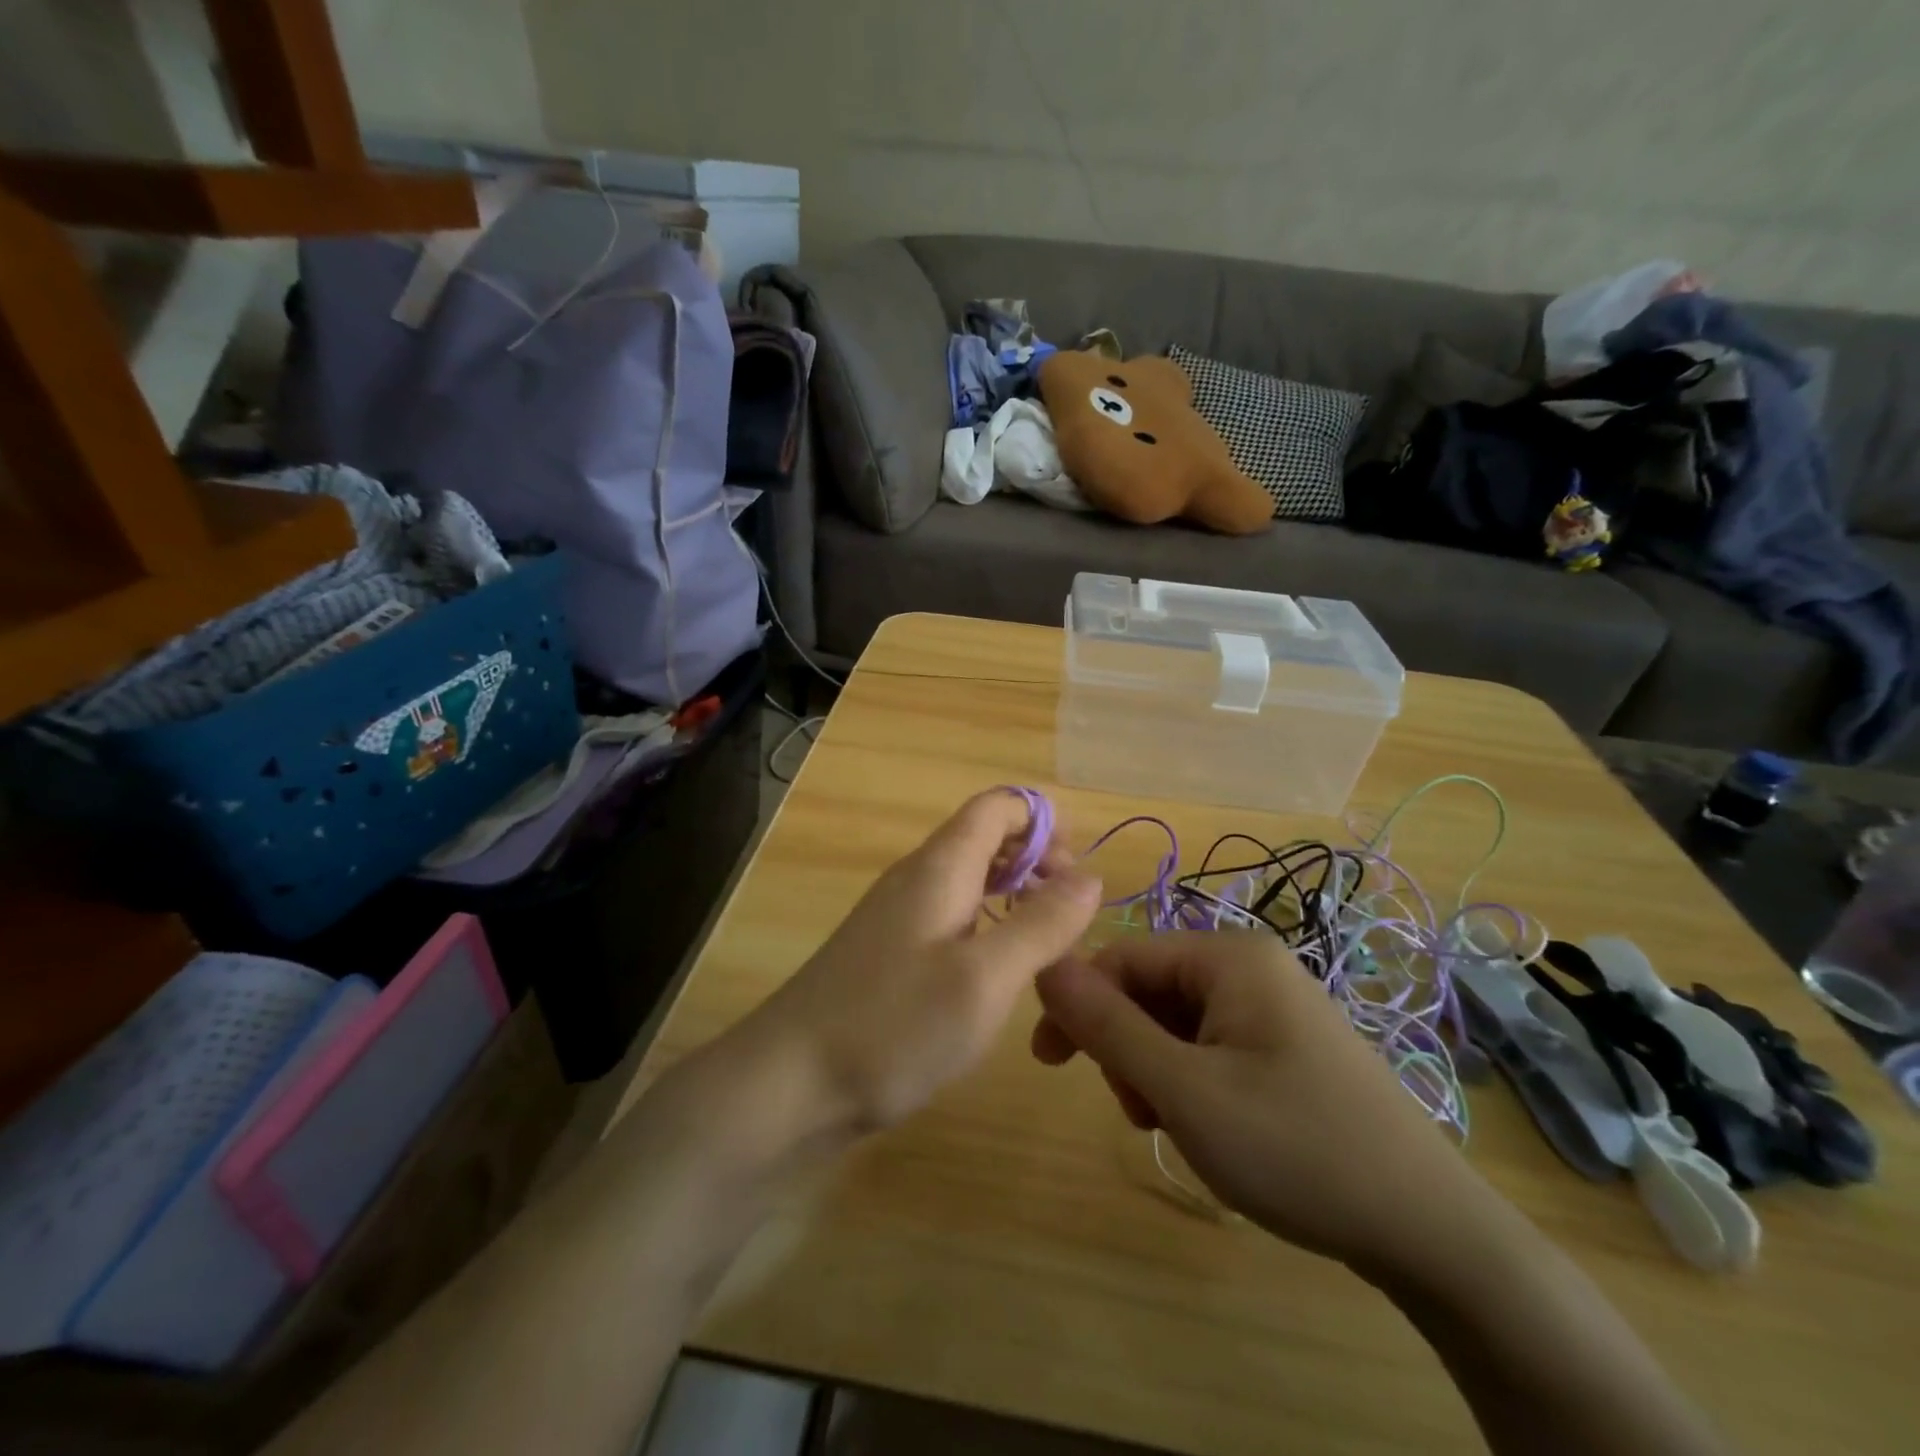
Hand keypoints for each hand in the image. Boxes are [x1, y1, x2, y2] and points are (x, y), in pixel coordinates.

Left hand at [740, 790, 1102, 1135]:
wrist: (788, 1084)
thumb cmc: (893, 1025)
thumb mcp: (984, 978)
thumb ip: (1041, 924)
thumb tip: (1090, 875)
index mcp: (940, 867)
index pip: (997, 807)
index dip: (1043, 825)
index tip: (1077, 877)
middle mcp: (917, 879)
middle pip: (985, 840)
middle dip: (1036, 864)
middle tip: (1071, 920)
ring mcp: (898, 918)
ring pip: (969, 884)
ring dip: (1014, 900)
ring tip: (1048, 951)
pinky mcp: (889, 956)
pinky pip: (950, 921)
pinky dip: (987, 931)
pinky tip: (998, 978)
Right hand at [1031, 932, 1499, 1277]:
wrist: (1431, 1232)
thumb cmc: (1295, 1147)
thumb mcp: (1184, 1090)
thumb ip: (1107, 1025)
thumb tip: (1046, 967)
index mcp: (1229, 957)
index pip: (1123, 955)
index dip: (1078, 1001)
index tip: (1048, 1061)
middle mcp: (1251, 967)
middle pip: (1150, 988)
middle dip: (1126, 1046)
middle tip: (1137, 1110)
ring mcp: (1274, 1007)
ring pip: (1177, 1022)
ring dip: (1155, 1070)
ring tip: (1174, 1127)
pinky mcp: (1286, 1046)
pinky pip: (1211, 1045)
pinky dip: (1190, 1082)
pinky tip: (1207, 1127)